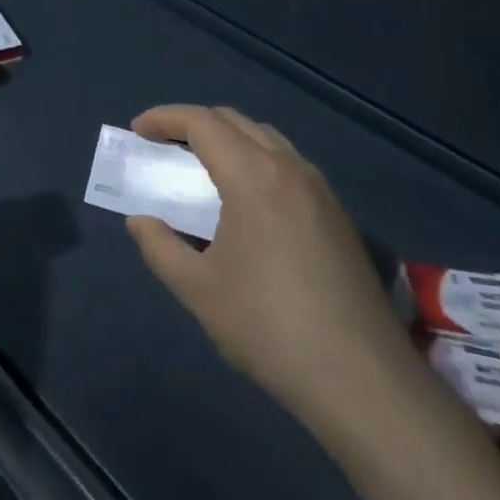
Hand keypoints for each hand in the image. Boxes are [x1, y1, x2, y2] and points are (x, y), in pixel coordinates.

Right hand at [126, 105, 416, 435]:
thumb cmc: (269, 328)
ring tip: (201, 171)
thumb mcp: (198, 289)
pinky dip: (255, 162)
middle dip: (193, 124)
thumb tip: (141, 221)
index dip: (164, 118)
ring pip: (266, 139)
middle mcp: (290, 169)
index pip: (201, 122)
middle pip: (235, 121)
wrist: (362, 381)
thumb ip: (159, 246)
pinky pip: (288, 164)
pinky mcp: (338, 215)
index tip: (137, 131)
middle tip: (162, 147)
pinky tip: (245, 203)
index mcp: (253, 177)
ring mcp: (320, 190)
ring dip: (227, 140)